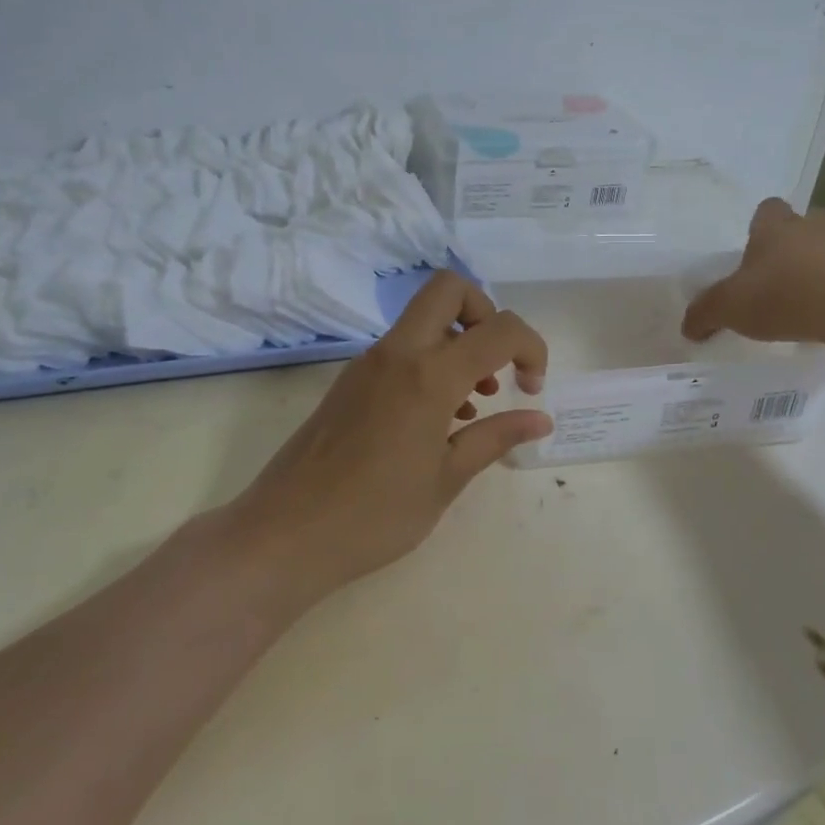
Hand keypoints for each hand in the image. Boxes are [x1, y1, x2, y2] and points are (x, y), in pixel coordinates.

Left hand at [225, 271, 550, 607]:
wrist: (284, 535)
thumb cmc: (374, 516)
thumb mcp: (446, 480)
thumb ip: (496, 439)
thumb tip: (540, 419)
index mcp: (428, 376)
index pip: (499, 329)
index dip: (532, 348)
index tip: (533, 389)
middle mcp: (397, 354)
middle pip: (449, 289)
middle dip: (486, 314)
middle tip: (496, 366)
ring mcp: (367, 364)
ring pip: (423, 319)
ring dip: (458, 342)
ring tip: (474, 405)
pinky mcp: (350, 381)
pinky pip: (401, 349)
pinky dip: (431, 363)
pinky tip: (439, 420)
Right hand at [682, 198, 824, 345]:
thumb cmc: (785, 295)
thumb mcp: (729, 308)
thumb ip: (704, 314)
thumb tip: (688, 327)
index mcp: (774, 227)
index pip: (766, 209)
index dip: (758, 227)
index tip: (751, 252)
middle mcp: (812, 227)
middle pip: (796, 230)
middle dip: (785, 252)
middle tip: (771, 282)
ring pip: (824, 253)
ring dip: (813, 272)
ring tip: (799, 305)